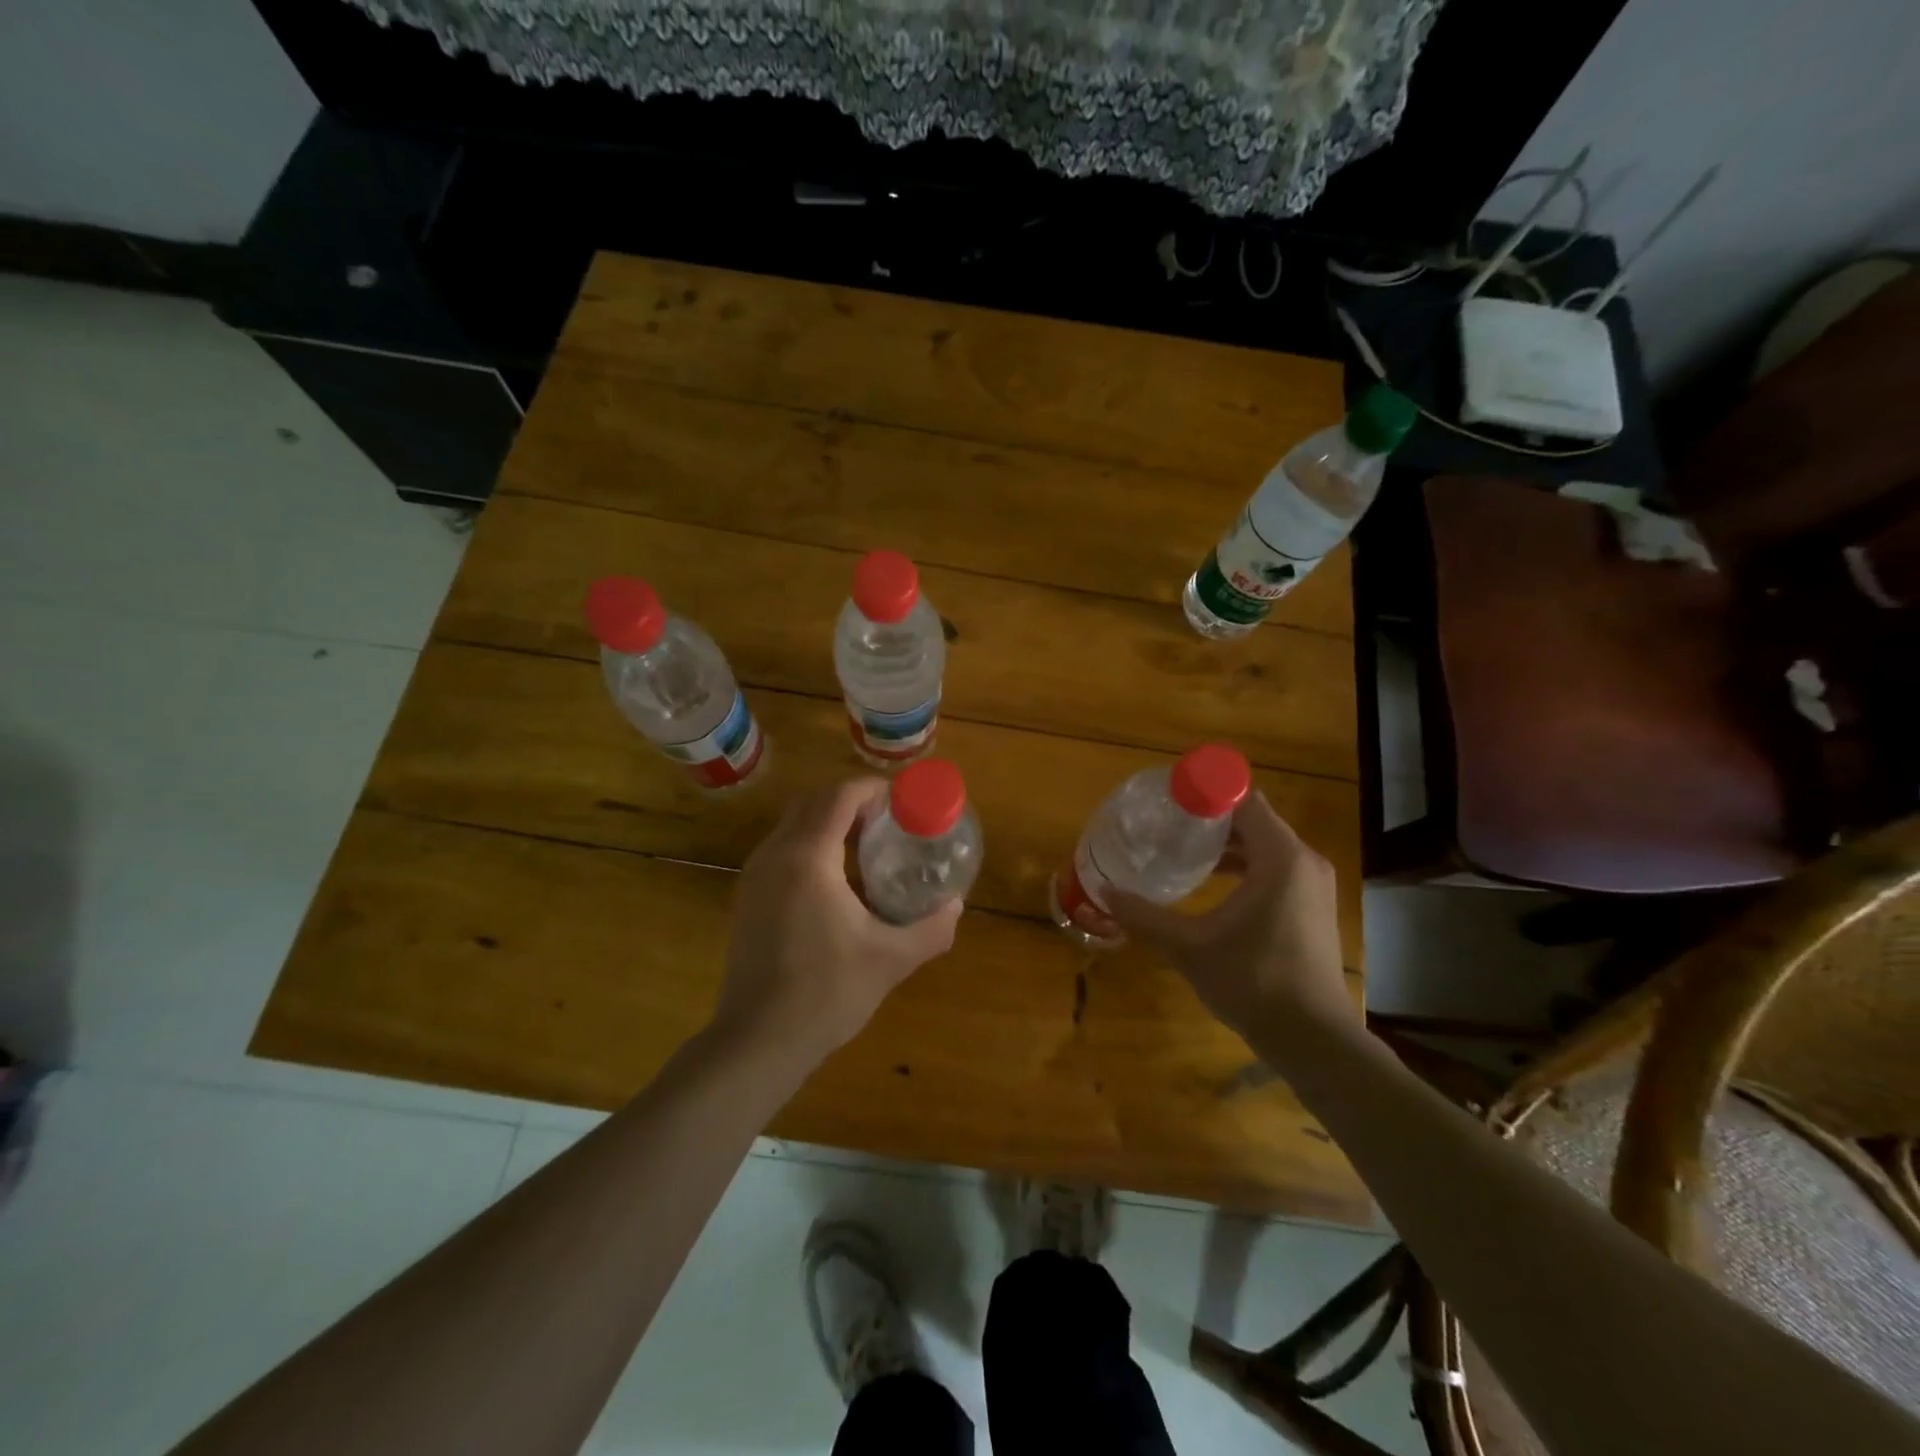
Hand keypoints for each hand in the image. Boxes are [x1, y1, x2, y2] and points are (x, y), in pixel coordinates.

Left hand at [714, 778, 962, 1063]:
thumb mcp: (890, 960)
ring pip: (793, 824)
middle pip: (813, 802)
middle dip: (851, 801)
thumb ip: (930, 928)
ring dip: (829, 822)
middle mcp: (775, 855)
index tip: (903, 800)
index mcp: (807, 859)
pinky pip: (782, 849)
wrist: (757, 1041)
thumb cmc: (825, 994)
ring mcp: (754, 876)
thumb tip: (956, 906)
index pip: (839, 797)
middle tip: (889, 821)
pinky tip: (837, 881)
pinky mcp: (747, 897)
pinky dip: (811, 844)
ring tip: (868, 847)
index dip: (872, 789)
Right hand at [1107, 792, 1353, 1045]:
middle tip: (1167, 824)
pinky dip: (1244, 866)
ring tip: (1183, 851)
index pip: (1243, 801)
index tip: (1169, 799)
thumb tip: (1105, 892)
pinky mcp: (1313, 907)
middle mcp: (1303, 862)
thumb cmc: (1252, 981)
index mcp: (1280, 858)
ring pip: (1264, 846)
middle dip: (1210, 819)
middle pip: (1253, 821)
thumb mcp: (1189, 947)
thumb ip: (1145, 916)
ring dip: (1227, 845)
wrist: (1313, 1040)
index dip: (1205, 794)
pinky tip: (1212, 884)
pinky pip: (1275, 869)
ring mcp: (1312, 886)